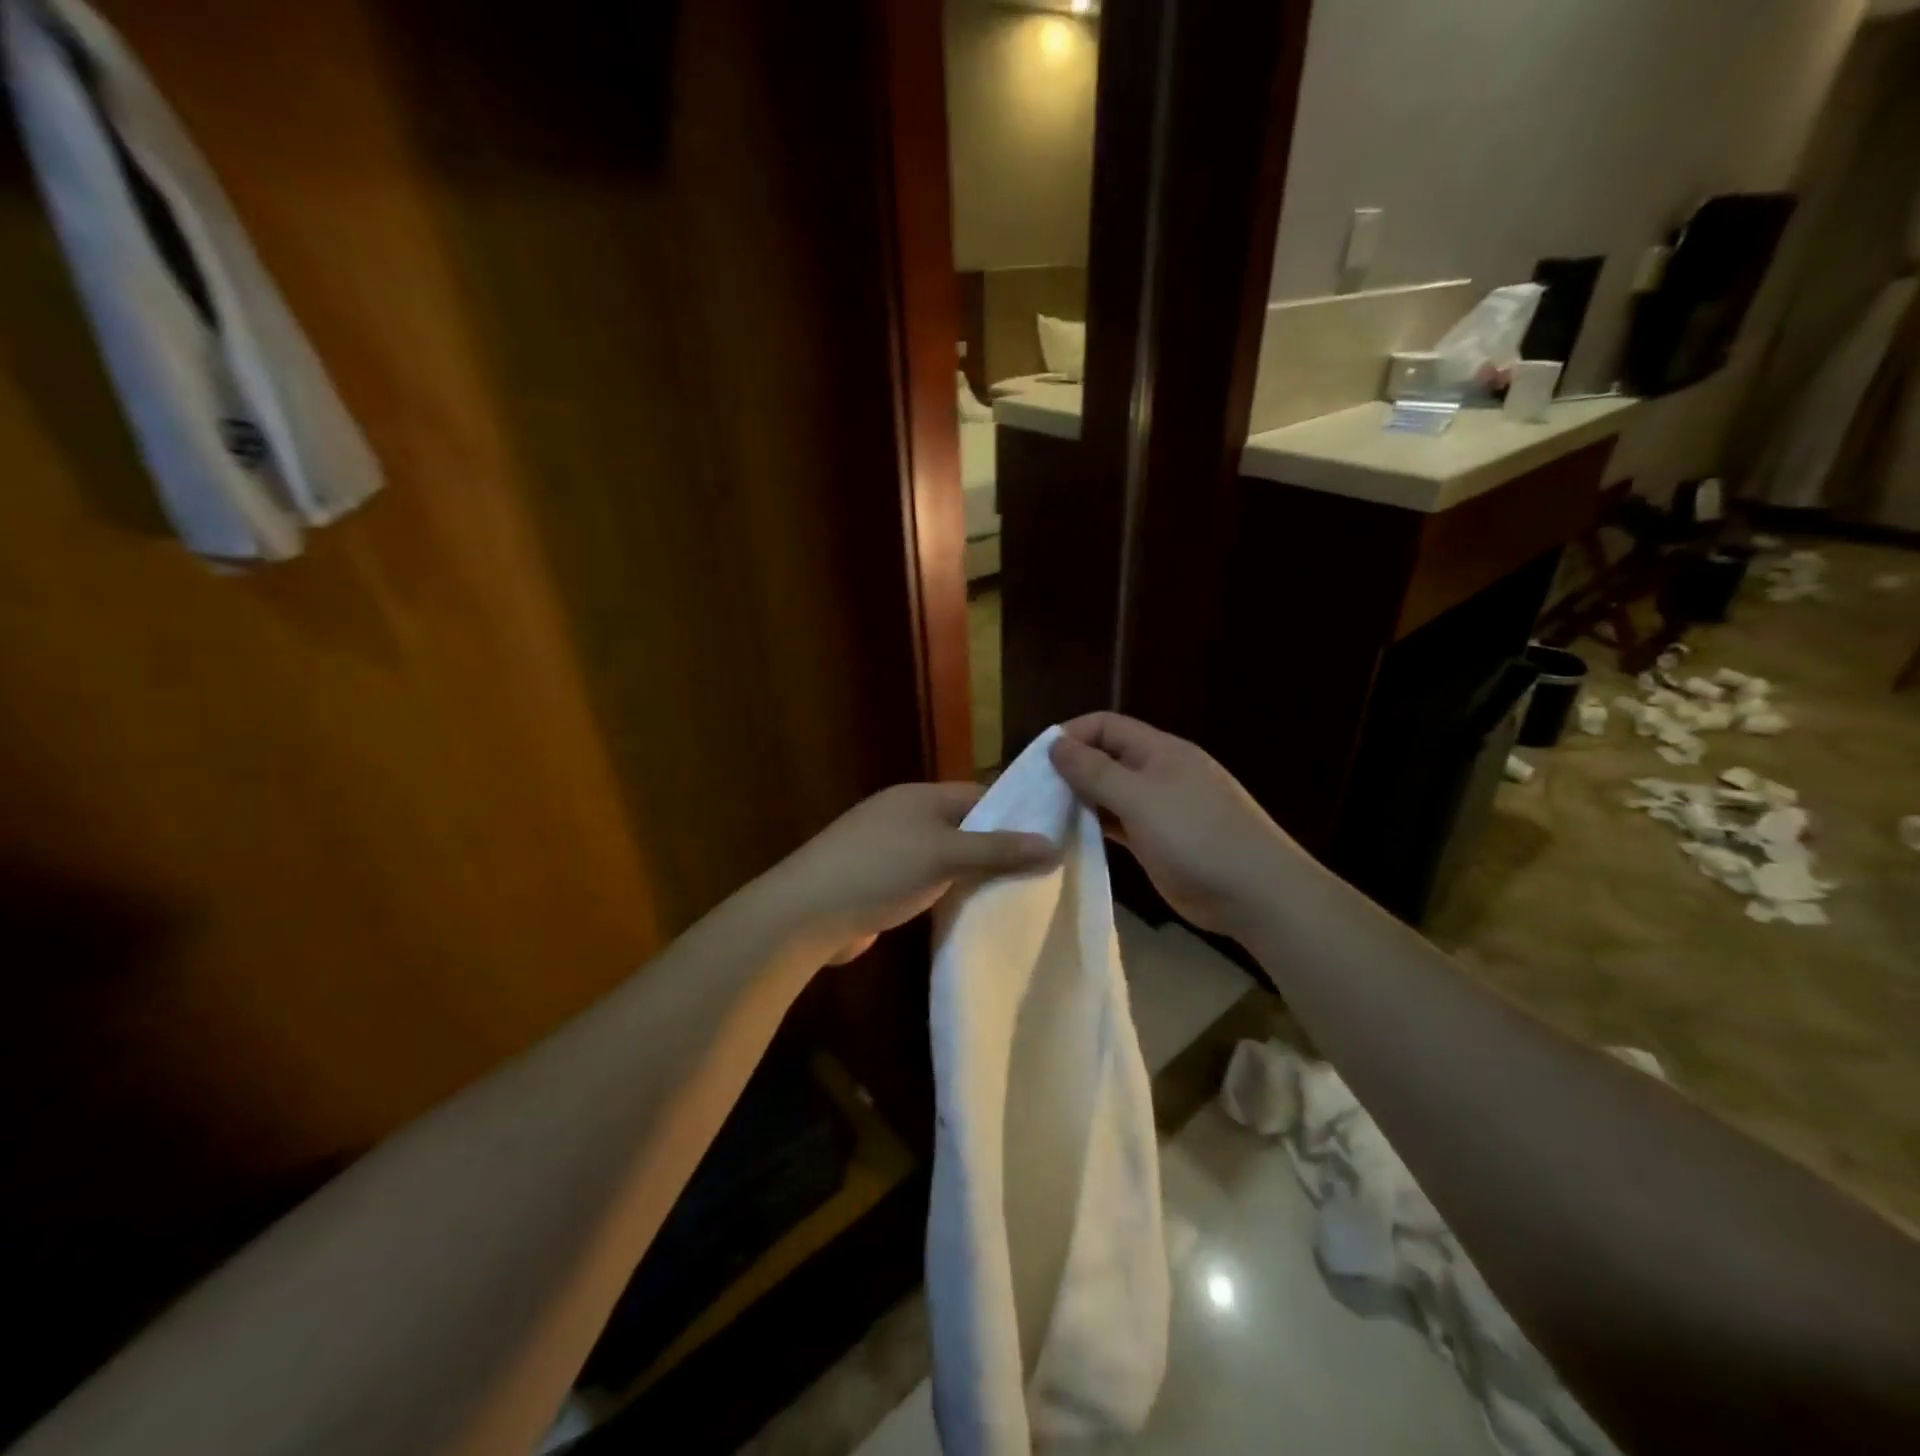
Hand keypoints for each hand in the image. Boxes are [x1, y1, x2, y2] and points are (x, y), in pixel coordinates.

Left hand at [763, 783, 1057, 966]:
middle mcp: (905, 816)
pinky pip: (927, 882)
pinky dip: (948, 893)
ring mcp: (889, 850)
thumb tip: (1054, 844)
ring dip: (974, 873)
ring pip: (946, 857)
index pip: (980, 796)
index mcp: (919, 797)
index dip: (1016, 814)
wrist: (806, 914)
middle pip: (964, 827)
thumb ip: (999, 850)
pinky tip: (972, 911)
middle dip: (998, 848)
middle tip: (1043, 873)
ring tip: (1018, 894)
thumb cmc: (880, 870)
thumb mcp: (945, 855)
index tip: (1053, 837)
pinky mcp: (880, 883)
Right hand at [1049, 712, 1301, 934]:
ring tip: (1043, 815)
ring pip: (1110, 793)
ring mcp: (1159, 809)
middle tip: (1033, 793)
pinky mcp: (1157, 841)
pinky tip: (1070, 837)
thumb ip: (1095, 771)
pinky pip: (1118, 824)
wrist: (1255, 892)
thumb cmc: (1196, 836)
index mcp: (1159, 751)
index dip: (1071, 735)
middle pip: (1106, 758)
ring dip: (1080, 800)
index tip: (1037, 761)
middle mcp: (1158, 773)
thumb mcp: (1140, 798)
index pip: (1106, 726)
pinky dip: (1095, 826)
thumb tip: (1055, 744)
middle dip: (1071, 769)